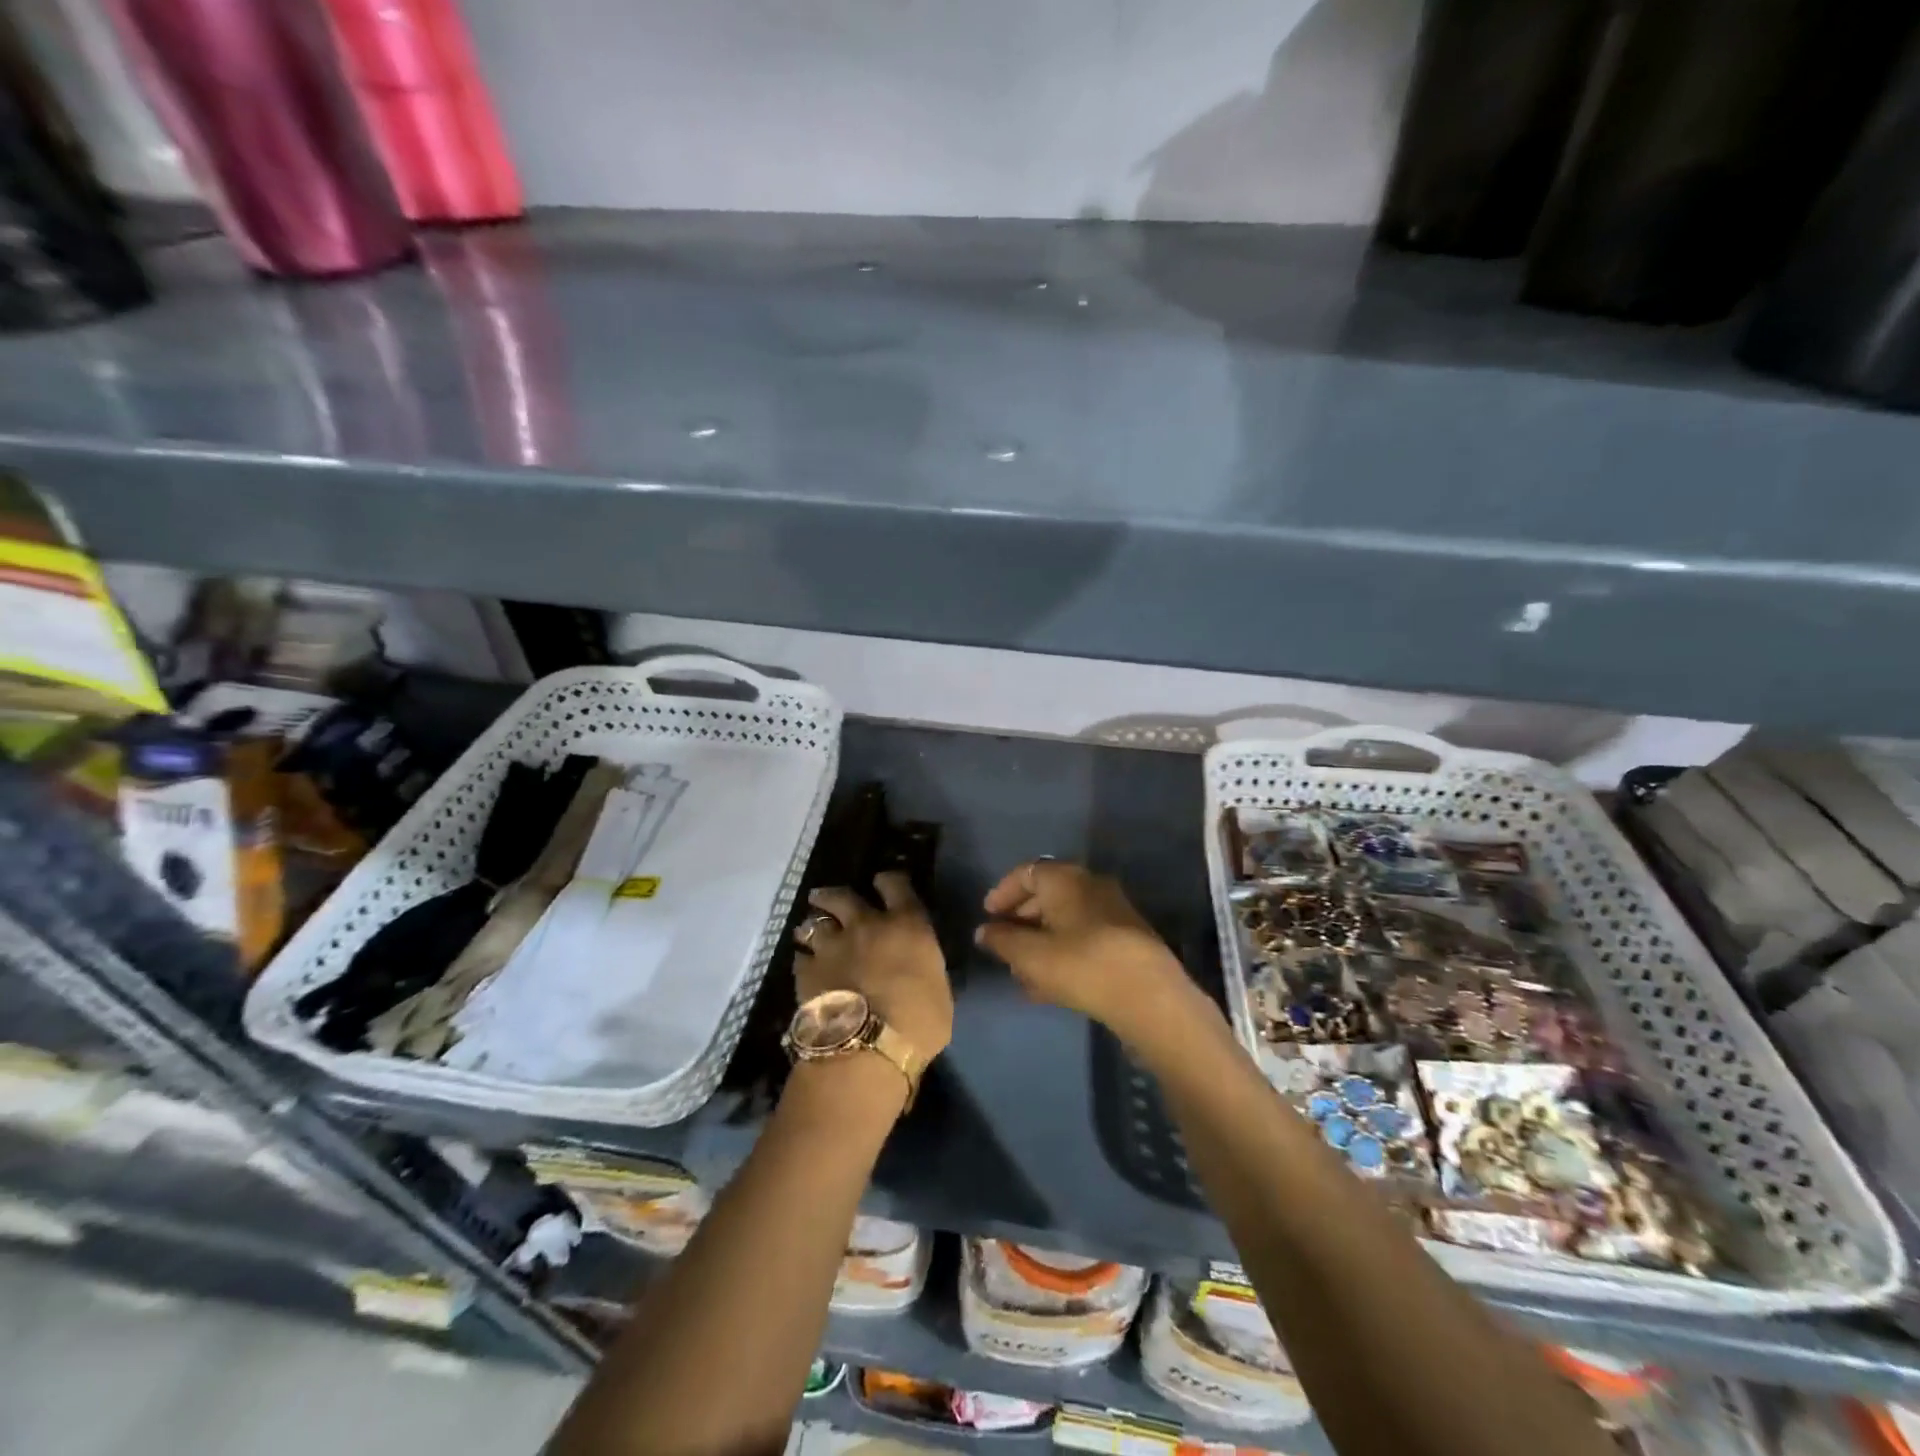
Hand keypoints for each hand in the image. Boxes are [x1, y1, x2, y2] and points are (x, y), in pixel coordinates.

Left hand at [794, 872, 952, 1060]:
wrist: (868, 1047)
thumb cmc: (919, 1022)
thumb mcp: (939, 991)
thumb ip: (926, 971)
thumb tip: (920, 971)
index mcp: (906, 925)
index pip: (895, 884)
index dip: (889, 881)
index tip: (885, 883)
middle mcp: (867, 925)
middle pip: (843, 895)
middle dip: (835, 895)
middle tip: (829, 899)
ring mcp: (833, 945)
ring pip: (815, 922)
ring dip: (814, 925)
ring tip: (811, 930)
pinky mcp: (808, 970)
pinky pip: (801, 957)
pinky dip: (804, 959)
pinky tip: (805, 966)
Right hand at [975, 860, 1206, 1048]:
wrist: (1149, 995)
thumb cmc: (1081, 964)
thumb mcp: (1030, 955)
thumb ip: (1002, 940)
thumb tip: (984, 931)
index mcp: (1065, 879)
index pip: (1027, 872)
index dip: (1004, 892)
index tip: (988, 915)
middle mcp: (1091, 885)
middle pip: (1048, 895)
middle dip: (1022, 919)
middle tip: (1003, 944)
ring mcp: (1113, 911)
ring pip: (1067, 920)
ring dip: (1041, 941)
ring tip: (1022, 973)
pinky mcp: (1127, 939)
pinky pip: (1085, 937)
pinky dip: (1063, 952)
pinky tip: (1049, 986)